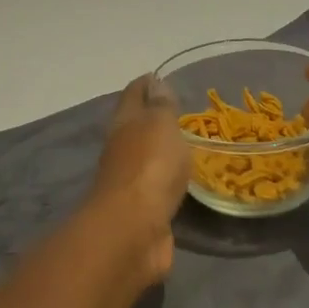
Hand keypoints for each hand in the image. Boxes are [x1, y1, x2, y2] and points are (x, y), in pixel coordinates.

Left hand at [85, 74, 193, 284]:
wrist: (133, 231)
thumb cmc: (149, 167)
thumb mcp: (160, 126)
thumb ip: (161, 107)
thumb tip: (155, 84)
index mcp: (124, 123)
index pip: (133, 95)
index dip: (145, 84)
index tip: (159, 76)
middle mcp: (122, 149)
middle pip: (136, 126)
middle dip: (152, 116)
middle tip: (180, 110)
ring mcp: (130, 182)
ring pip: (146, 157)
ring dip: (160, 150)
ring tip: (186, 143)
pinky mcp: (142, 211)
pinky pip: (157, 186)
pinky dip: (167, 179)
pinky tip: (183, 180)